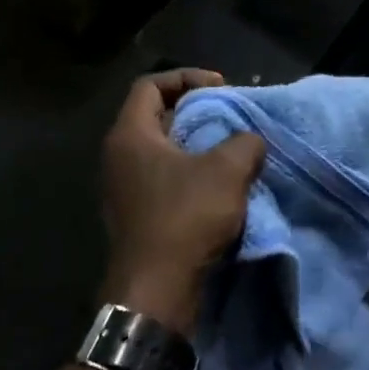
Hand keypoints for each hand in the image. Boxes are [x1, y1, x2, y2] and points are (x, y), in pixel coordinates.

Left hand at [100, 69, 266, 335]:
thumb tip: (249, 140)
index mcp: (130, 135)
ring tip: (230, 149)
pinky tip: (220, 185)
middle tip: (229, 116)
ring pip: (163, 149)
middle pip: (156, 115)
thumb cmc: (186, 218)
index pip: (150, 84)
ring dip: (197, 144)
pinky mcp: (136, 215)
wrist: (157, 292)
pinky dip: (191, 172)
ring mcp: (124, 189)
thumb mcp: (228, 170)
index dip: (187, 77)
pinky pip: (164, 178)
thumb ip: (245, 141)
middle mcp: (119, 157)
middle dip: (196, 110)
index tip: (221, 89)